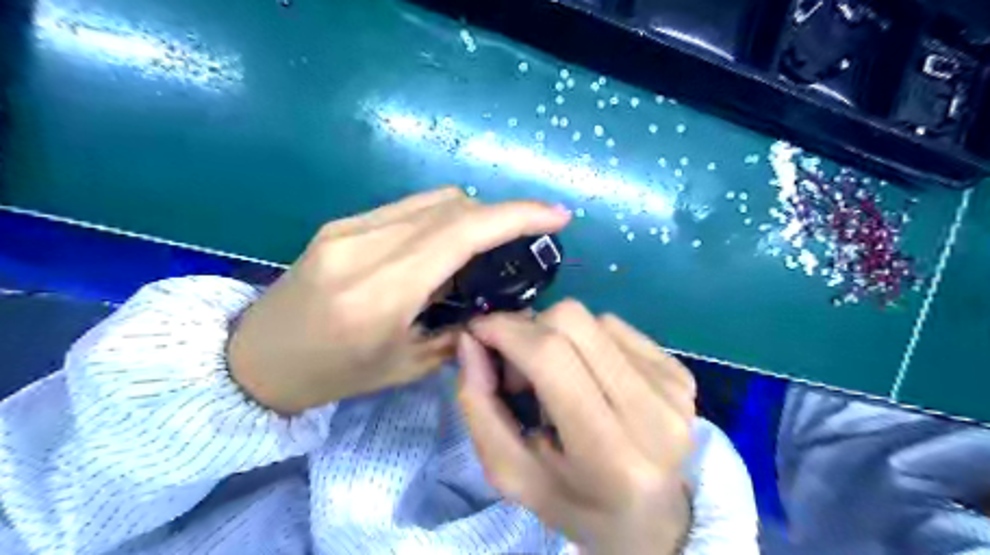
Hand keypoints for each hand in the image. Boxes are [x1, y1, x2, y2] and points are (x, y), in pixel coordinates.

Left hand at [225, 188, 572, 413]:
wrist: (255, 358)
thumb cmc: (333, 375)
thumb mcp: (405, 365)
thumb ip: (458, 328)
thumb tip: (498, 304)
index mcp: (381, 292)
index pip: (461, 233)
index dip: (516, 216)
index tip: (557, 216)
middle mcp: (364, 247)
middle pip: (453, 207)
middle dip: (500, 216)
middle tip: (523, 243)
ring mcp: (349, 228)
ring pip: (433, 200)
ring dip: (472, 215)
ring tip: (487, 247)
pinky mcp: (342, 223)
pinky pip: (409, 207)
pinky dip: (442, 218)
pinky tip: (445, 246)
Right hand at [456, 302, 694, 553]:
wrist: (650, 519)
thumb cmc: (575, 502)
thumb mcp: (511, 472)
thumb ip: (480, 405)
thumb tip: (471, 338)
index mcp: (611, 456)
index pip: (551, 358)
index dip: (507, 331)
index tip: (478, 332)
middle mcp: (654, 414)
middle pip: (573, 322)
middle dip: (528, 330)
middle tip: (516, 365)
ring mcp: (674, 389)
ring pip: (593, 319)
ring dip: (558, 337)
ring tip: (555, 377)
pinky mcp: (682, 372)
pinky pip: (616, 327)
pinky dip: (587, 341)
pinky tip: (587, 374)